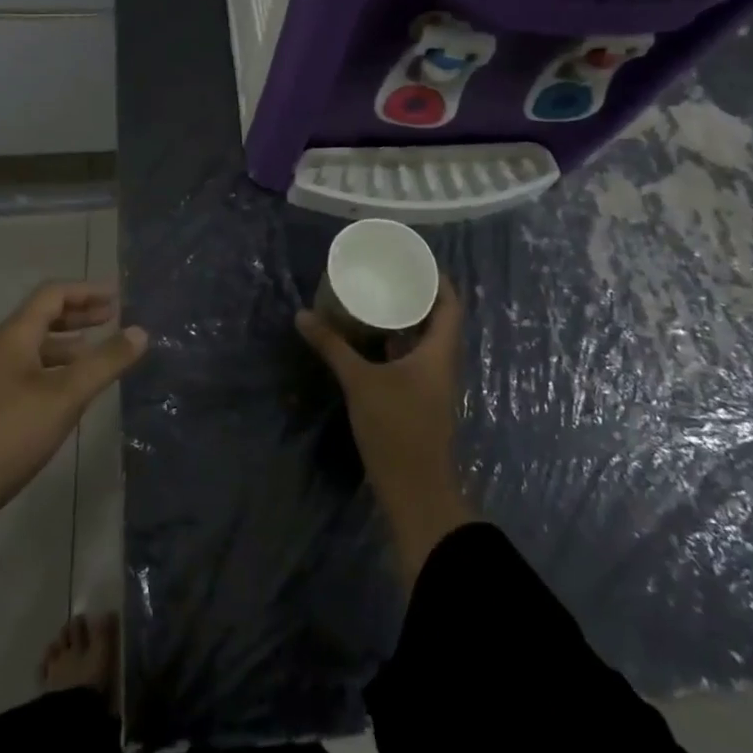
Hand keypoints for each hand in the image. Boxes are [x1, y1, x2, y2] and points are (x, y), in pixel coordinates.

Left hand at [0, 282, 148, 541]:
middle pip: (41, 318)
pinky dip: (54, 372)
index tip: (118, 297)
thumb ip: (104, 363)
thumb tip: (140, 331)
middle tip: (113, 319)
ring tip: (98, 356)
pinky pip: (27, 374)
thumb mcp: (64, 397)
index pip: (52, 295)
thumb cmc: (5, 435)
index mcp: (13, 337)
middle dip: (78, 315)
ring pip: (34, 349)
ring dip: (67, 346)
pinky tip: (69, 396)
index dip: (86, 291)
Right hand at [297, 275, 474, 588]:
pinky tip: (369, 340)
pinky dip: (395, 345)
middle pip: (437, 320)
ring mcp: (431, 385)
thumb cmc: (397, 428)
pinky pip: (411, 360)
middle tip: (386, 274)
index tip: (413, 260)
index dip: (437, 280)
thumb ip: (333, 347)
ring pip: (423, 342)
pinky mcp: (419, 401)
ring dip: (405, 321)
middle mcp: (441, 364)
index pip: (450, 304)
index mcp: (439, 352)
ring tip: (375, 299)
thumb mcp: (361, 382)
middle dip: (416, 296)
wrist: (416, 492)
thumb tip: (302, 316)